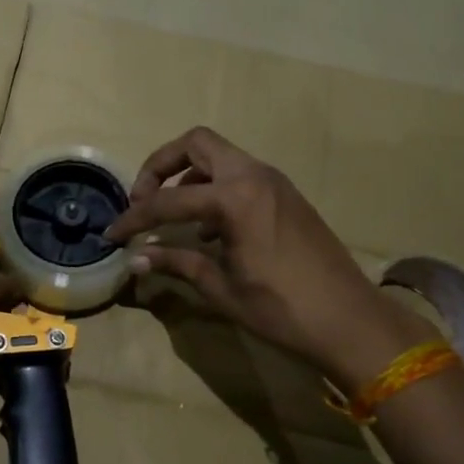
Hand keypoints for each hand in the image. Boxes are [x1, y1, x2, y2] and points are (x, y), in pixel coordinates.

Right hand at [105, 127, 432, 386]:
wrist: (351, 320)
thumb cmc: (282, 309)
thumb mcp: (222, 288)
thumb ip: (177, 263)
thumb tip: (137, 258)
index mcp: (235, 198)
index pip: (168, 199)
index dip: (134, 217)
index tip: (113, 233)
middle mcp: (254, 176)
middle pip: (196, 144)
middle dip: (161, 165)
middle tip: (144, 199)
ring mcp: (274, 182)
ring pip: (220, 157)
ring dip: (189, 176)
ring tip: (174, 217)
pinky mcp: (286, 195)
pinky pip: (240, 176)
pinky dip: (215, 189)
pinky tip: (209, 230)